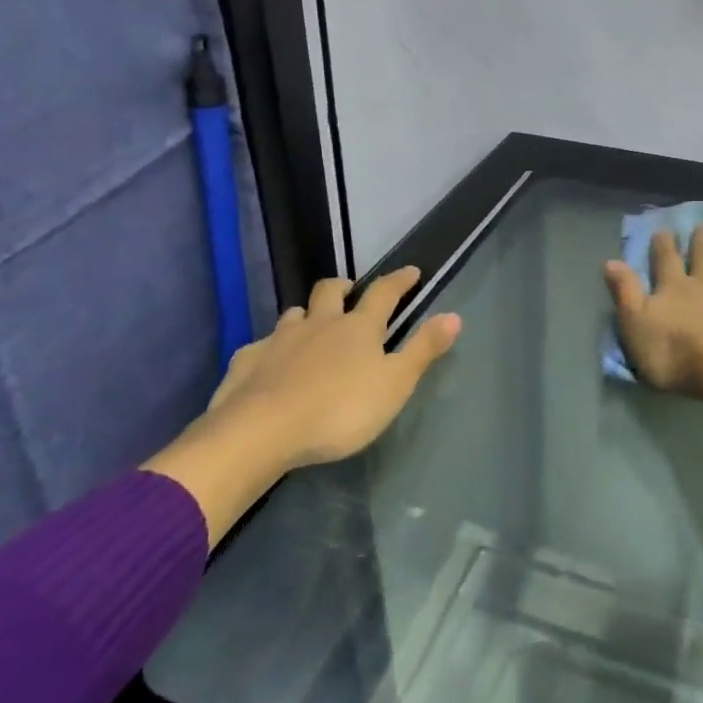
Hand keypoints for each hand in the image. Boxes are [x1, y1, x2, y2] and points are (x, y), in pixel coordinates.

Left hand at [145, 267, 461, 544]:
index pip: (384, 293)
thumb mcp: (395, 384)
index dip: (399, 281)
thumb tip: (454, 315)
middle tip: (351, 291)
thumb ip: (423, 349)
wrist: (261, 431)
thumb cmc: (340, 409)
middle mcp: (318, 323)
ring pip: (294, 314)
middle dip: (344, 286)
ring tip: (311, 327)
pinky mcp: (247, 361)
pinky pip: (262, 345)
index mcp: (358, 327)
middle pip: (330, 291)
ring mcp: (279, 339)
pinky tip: (270, 365)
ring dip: (306, 315)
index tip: (411, 271)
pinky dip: (272, 349)